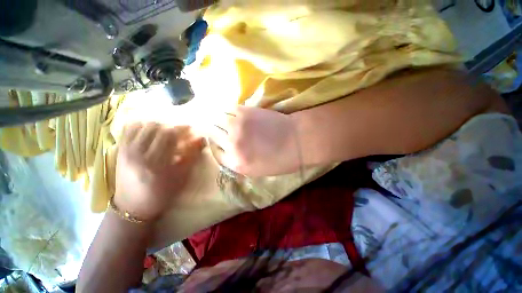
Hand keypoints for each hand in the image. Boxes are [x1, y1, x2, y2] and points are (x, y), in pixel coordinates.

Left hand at [115, 122, 202, 220]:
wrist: (133, 206)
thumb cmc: (162, 193)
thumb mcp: (182, 176)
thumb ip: (192, 155)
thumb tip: (201, 139)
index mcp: (157, 162)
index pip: (170, 134)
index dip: (182, 129)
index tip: (191, 130)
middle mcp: (139, 153)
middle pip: (156, 126)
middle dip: (171, 127)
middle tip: (179, 133)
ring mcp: (126, 150)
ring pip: (142, 125)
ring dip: (158, 126)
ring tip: (165, 134)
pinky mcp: (120, 150)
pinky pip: (129, 128)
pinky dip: (141, 126)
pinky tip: (150, 133)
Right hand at [208, 106, 300, 176]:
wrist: (297, 140)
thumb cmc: (281, 160)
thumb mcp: (257, 170)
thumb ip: (237, 161)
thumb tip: (226, 150)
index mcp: (236, 163)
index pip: (215, 152)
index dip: (216, 145)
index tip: (219, 141)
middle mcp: (232, 144)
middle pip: (211, 133)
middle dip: (211, 131)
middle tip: (215, 127)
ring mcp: (237, 126)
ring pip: (215, 119)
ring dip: (216, 119)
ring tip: (219, 117)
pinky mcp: (244, 111)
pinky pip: (227, 109)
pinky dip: (225, 110)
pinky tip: (228, 112)